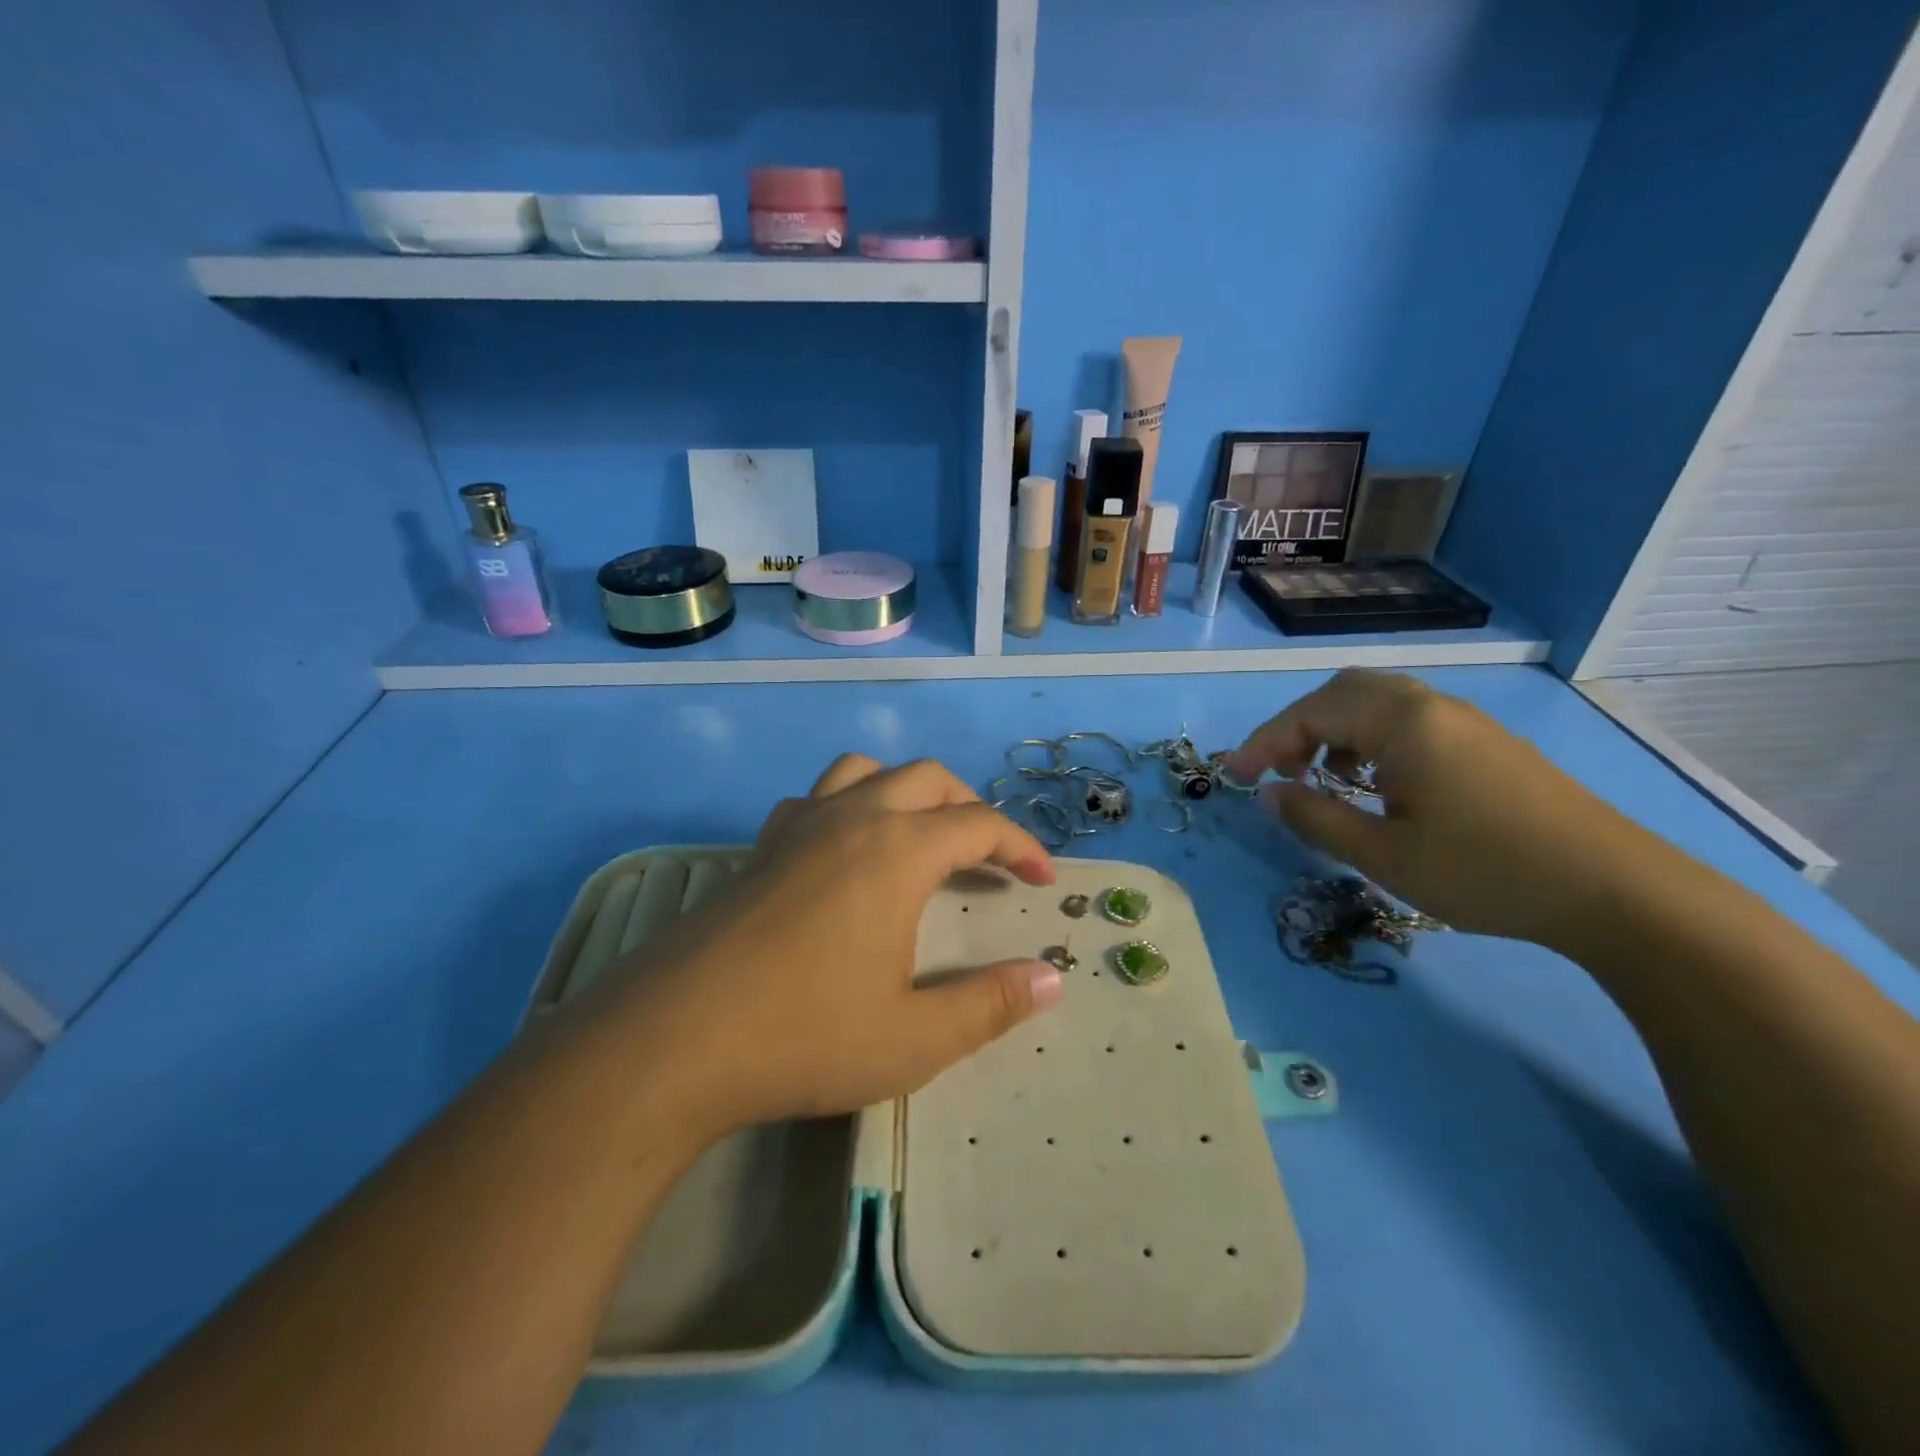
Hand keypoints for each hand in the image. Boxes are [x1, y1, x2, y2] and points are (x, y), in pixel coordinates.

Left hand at [592, 755, 1062, 1135]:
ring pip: (863, 771)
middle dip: (969, 806)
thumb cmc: (804, 1036)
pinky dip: (847, 806)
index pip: (978, 825)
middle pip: (926, 779)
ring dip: (905, 790)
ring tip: (918, 834)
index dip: (1020, 846)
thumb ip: (991, 1004)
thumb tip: (1052, 978)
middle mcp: (851, 820)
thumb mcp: (915, 1038)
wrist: (671, 1041)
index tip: (1042, 879)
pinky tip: (842, 852)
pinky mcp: (758, 849)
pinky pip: (815, 799)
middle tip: (989, 852)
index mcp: (897, 852)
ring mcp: (797, 828)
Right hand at [1223, 669, 1658, 948]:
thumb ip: (1315, 818)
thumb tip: (1267, 794)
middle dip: (1298, 728)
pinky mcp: (1484, 742)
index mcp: (1402, 721)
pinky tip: (1376, 786)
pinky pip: (1407, 721)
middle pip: (1342, 692)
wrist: (1616, 892)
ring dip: (1334, 732)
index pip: (1310, 713)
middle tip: (1278, 772)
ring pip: (1376, 703)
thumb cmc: (1486, 871)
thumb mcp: (1384, 855)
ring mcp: (1463, 721)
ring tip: (1322, 780)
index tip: (1232, 775)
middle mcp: (1430, 705)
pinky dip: (1370, 740)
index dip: (1264, 743)